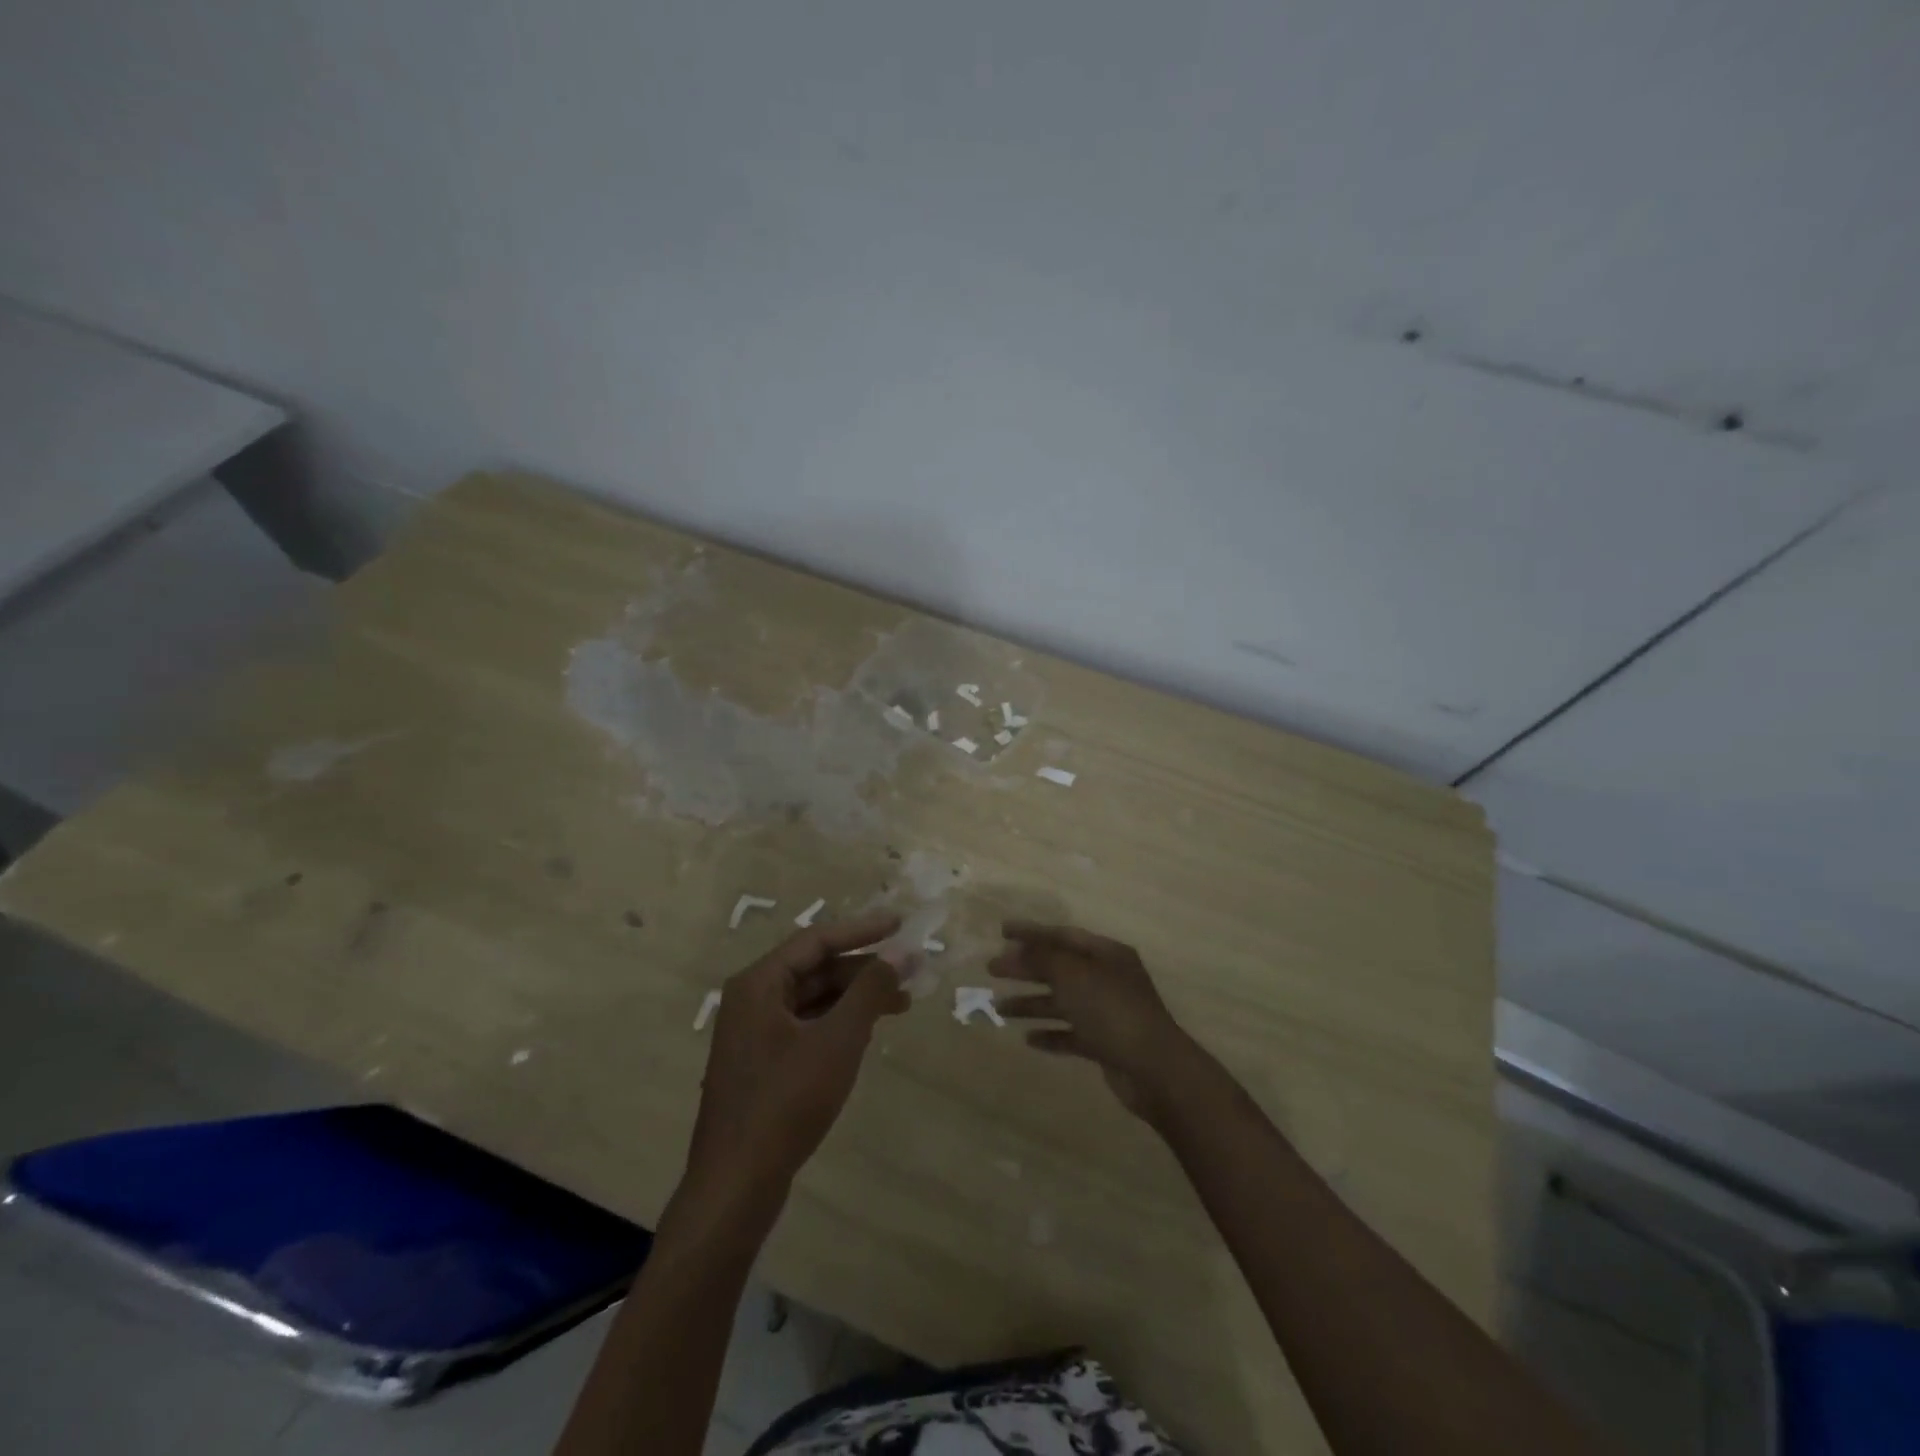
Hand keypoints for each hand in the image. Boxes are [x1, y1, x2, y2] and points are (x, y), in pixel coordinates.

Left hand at [687, 914, 910, 1202]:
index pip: (816, 940)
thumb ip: (870, 991)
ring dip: (856, 997)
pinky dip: (839, 1023)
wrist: (736, 1185)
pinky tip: (869, 1031)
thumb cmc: (786, 1102)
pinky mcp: (762, 1063)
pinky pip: (807, 1026)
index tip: (901, 925)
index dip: (862, 930)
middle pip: (815, 969)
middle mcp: (752, 1000)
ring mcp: (754, 1034)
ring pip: (813, 999)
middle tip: (911, 969)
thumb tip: (901, 953)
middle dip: (864, 968)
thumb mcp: (837, 1041)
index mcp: (759, 983)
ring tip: (902, 1003)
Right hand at [990, 921, 1202, 1121]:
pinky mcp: (1105, 1044)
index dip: (1032, 932)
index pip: (1063, 935)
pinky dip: (1050, 1034)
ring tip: (998, 1007)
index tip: (1002, 931)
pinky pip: (1071, 1034)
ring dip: (1031, 1003)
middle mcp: (1107, 978)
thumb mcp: (1073, 975)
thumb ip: (1043, 958)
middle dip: (1025, 968)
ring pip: (1062, 1002)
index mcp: (1106, 954)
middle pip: (1059, 968)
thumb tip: (1018, 949)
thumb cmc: (1112, 1010)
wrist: (1154, 1069)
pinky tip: (1028, 1039)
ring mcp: (1107, 1012)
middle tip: (991, 969)